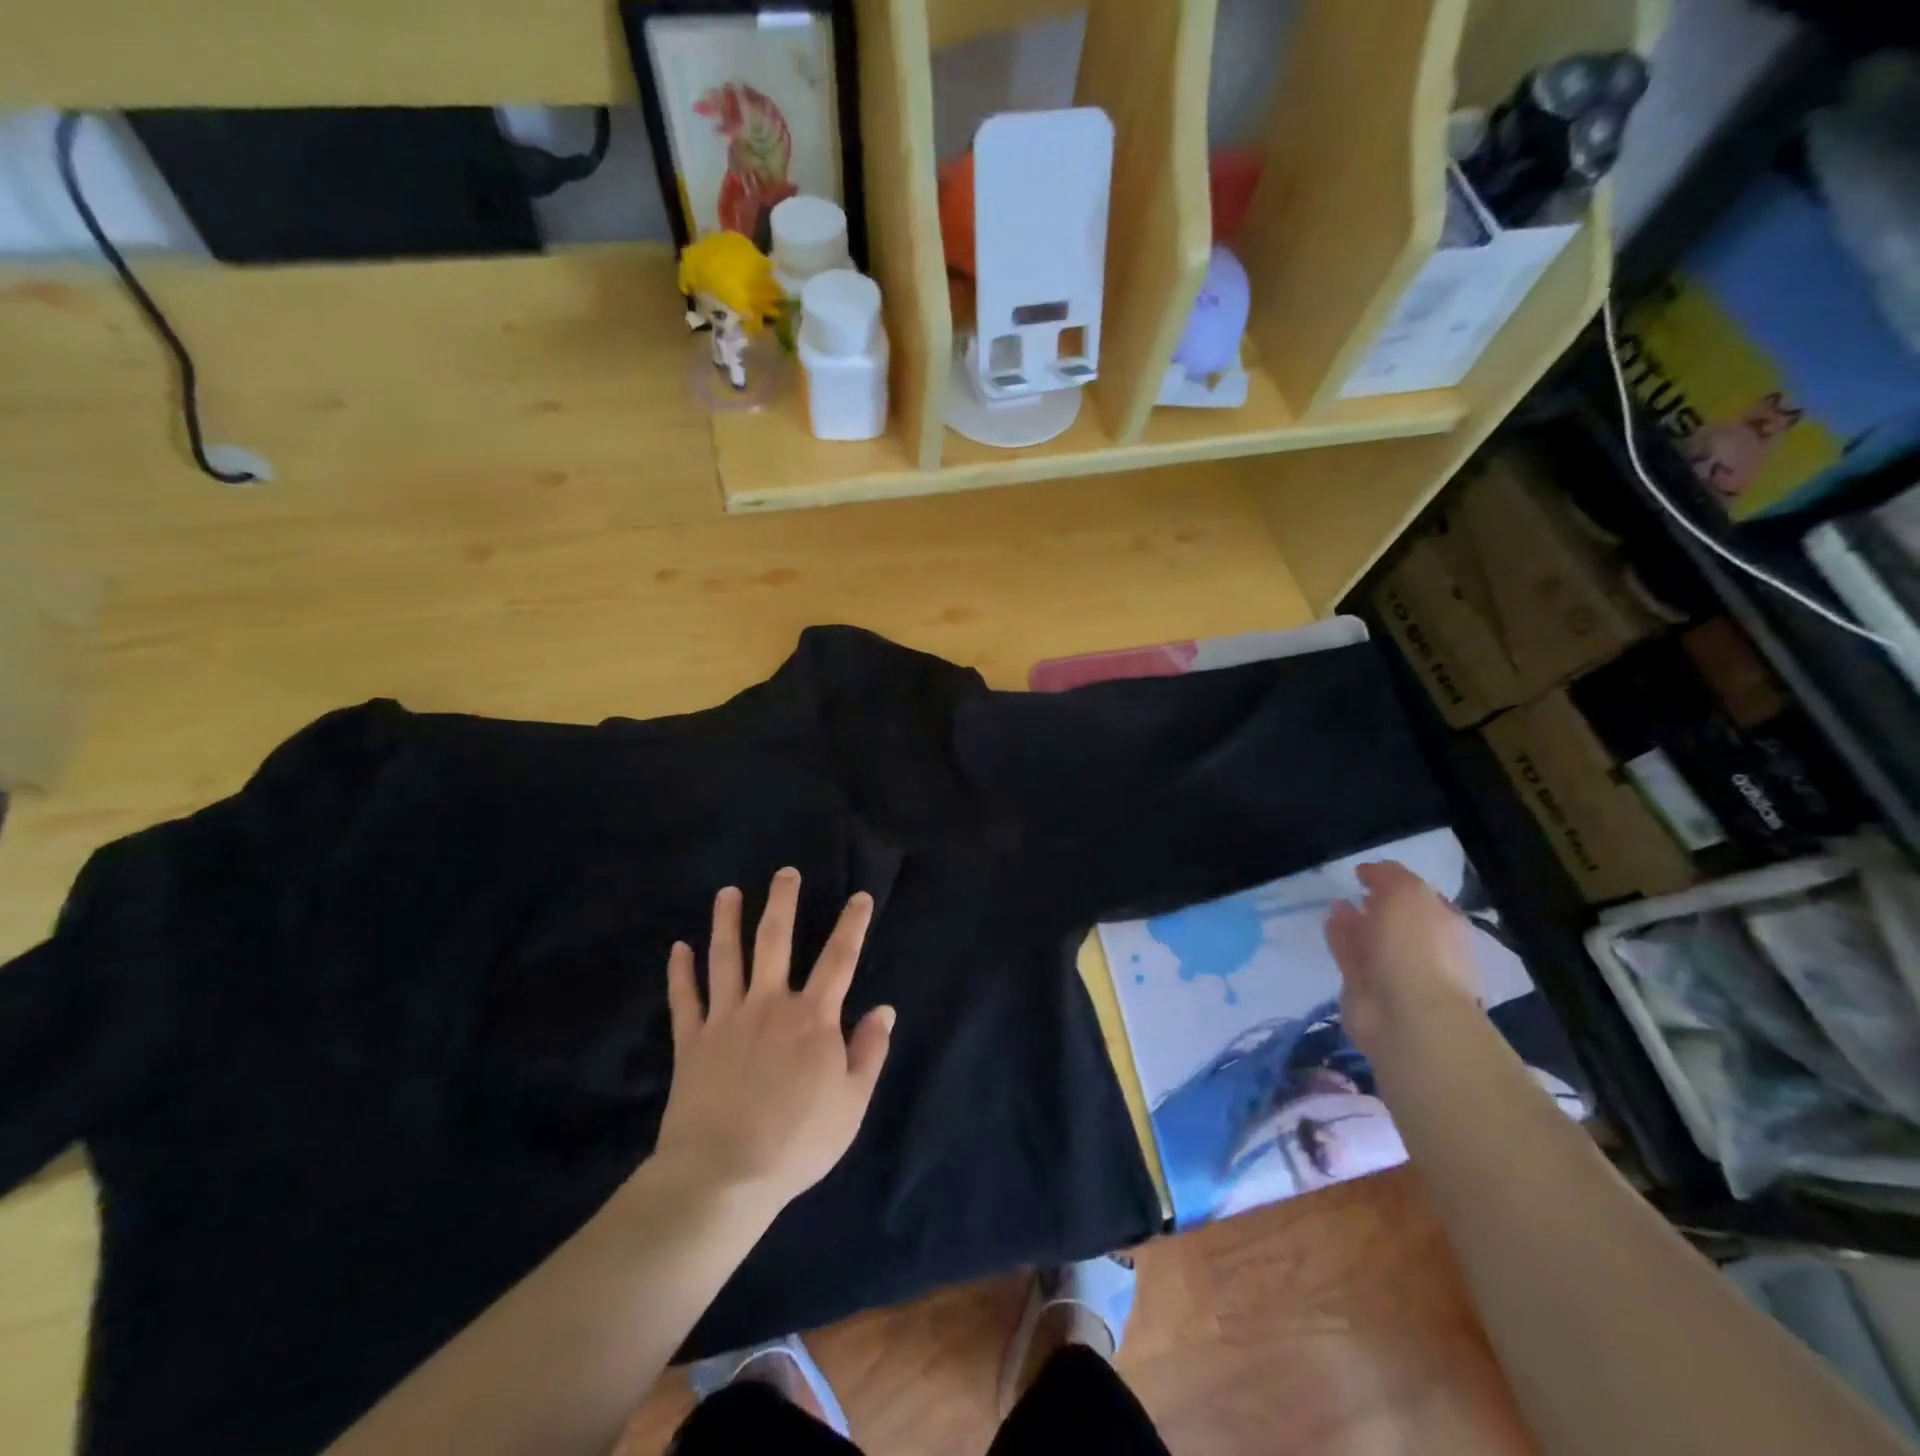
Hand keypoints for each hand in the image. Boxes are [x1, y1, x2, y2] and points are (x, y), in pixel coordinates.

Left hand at [651, 869, 894, 1215]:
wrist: (724, 1175)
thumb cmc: (797, 1141)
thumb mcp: (852, 1104)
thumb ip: (869, 1052)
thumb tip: (884, 1009)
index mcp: (812, 1018)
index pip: (839, 960)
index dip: (852, 925)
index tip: (860, 896)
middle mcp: (769, 1005)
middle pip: (776, 942)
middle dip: (782, 903)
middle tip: (784, 872)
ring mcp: (726, 1020)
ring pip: (726, 959)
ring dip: (726, 922)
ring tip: (727, 893)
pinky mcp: (692, 1042)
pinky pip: (685, 1000)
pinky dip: (680, 973)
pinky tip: (677, 948)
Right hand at [1325, 861, 1482, 1057]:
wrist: (1406, 1014)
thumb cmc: (1417, 947)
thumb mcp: (1408, 894)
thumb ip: (1389, 876)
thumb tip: (1370, 871)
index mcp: (1444, 925)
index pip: (1422, 898)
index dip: (1396, 882)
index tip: (1368, 872)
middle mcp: (1423, 947)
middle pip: (1397, 920)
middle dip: (1378, 904)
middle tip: (1354, 887)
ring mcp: (1393, 970)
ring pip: (1372, 938)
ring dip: (1356, 920)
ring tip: (1336, 902)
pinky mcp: (1364, 986)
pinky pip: (1350, 955)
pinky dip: (1340, 937)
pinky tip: (1329, 921)